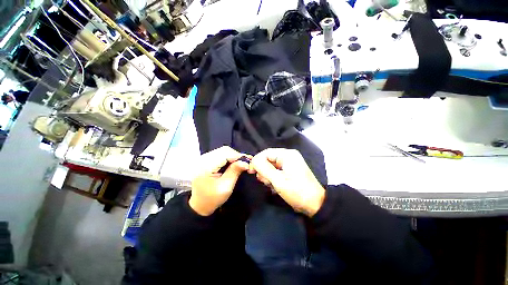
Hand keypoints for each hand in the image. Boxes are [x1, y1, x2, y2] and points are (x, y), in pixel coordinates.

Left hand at [189, 146, 249, 215]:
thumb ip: (235, 171)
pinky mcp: (205, 160)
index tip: (249, 160)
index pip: (225, 154)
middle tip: (246, 162)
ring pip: (222, 151)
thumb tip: (245, 162)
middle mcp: (203, 159)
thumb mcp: (225, 187)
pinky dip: (228, 157)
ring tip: (241, 163)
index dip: (238, 156)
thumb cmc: (212, 199)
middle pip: (224, 150)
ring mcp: (203, 159)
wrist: (198, 205)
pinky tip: (233, 163)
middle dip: (236, 155)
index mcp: (206, 166)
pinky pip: (219, 154)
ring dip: (233, 156)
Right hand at [249, 148, 325, 216]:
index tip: (251, 171)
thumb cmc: (297, 191)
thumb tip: (253, 160)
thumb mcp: (278, 180)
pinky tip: (274, 186)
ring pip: (271, 166)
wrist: (315, 204)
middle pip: (268, 159)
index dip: (257, 161)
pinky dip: (273, 178)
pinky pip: (276, 171)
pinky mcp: (289, 170)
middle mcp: (288, 156)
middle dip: (263, 170)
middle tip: (265, 181)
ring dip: (268, 175)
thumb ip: (264, 168)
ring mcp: (289, 163)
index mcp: (287, 155)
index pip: (266, 153)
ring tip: (271, 185)